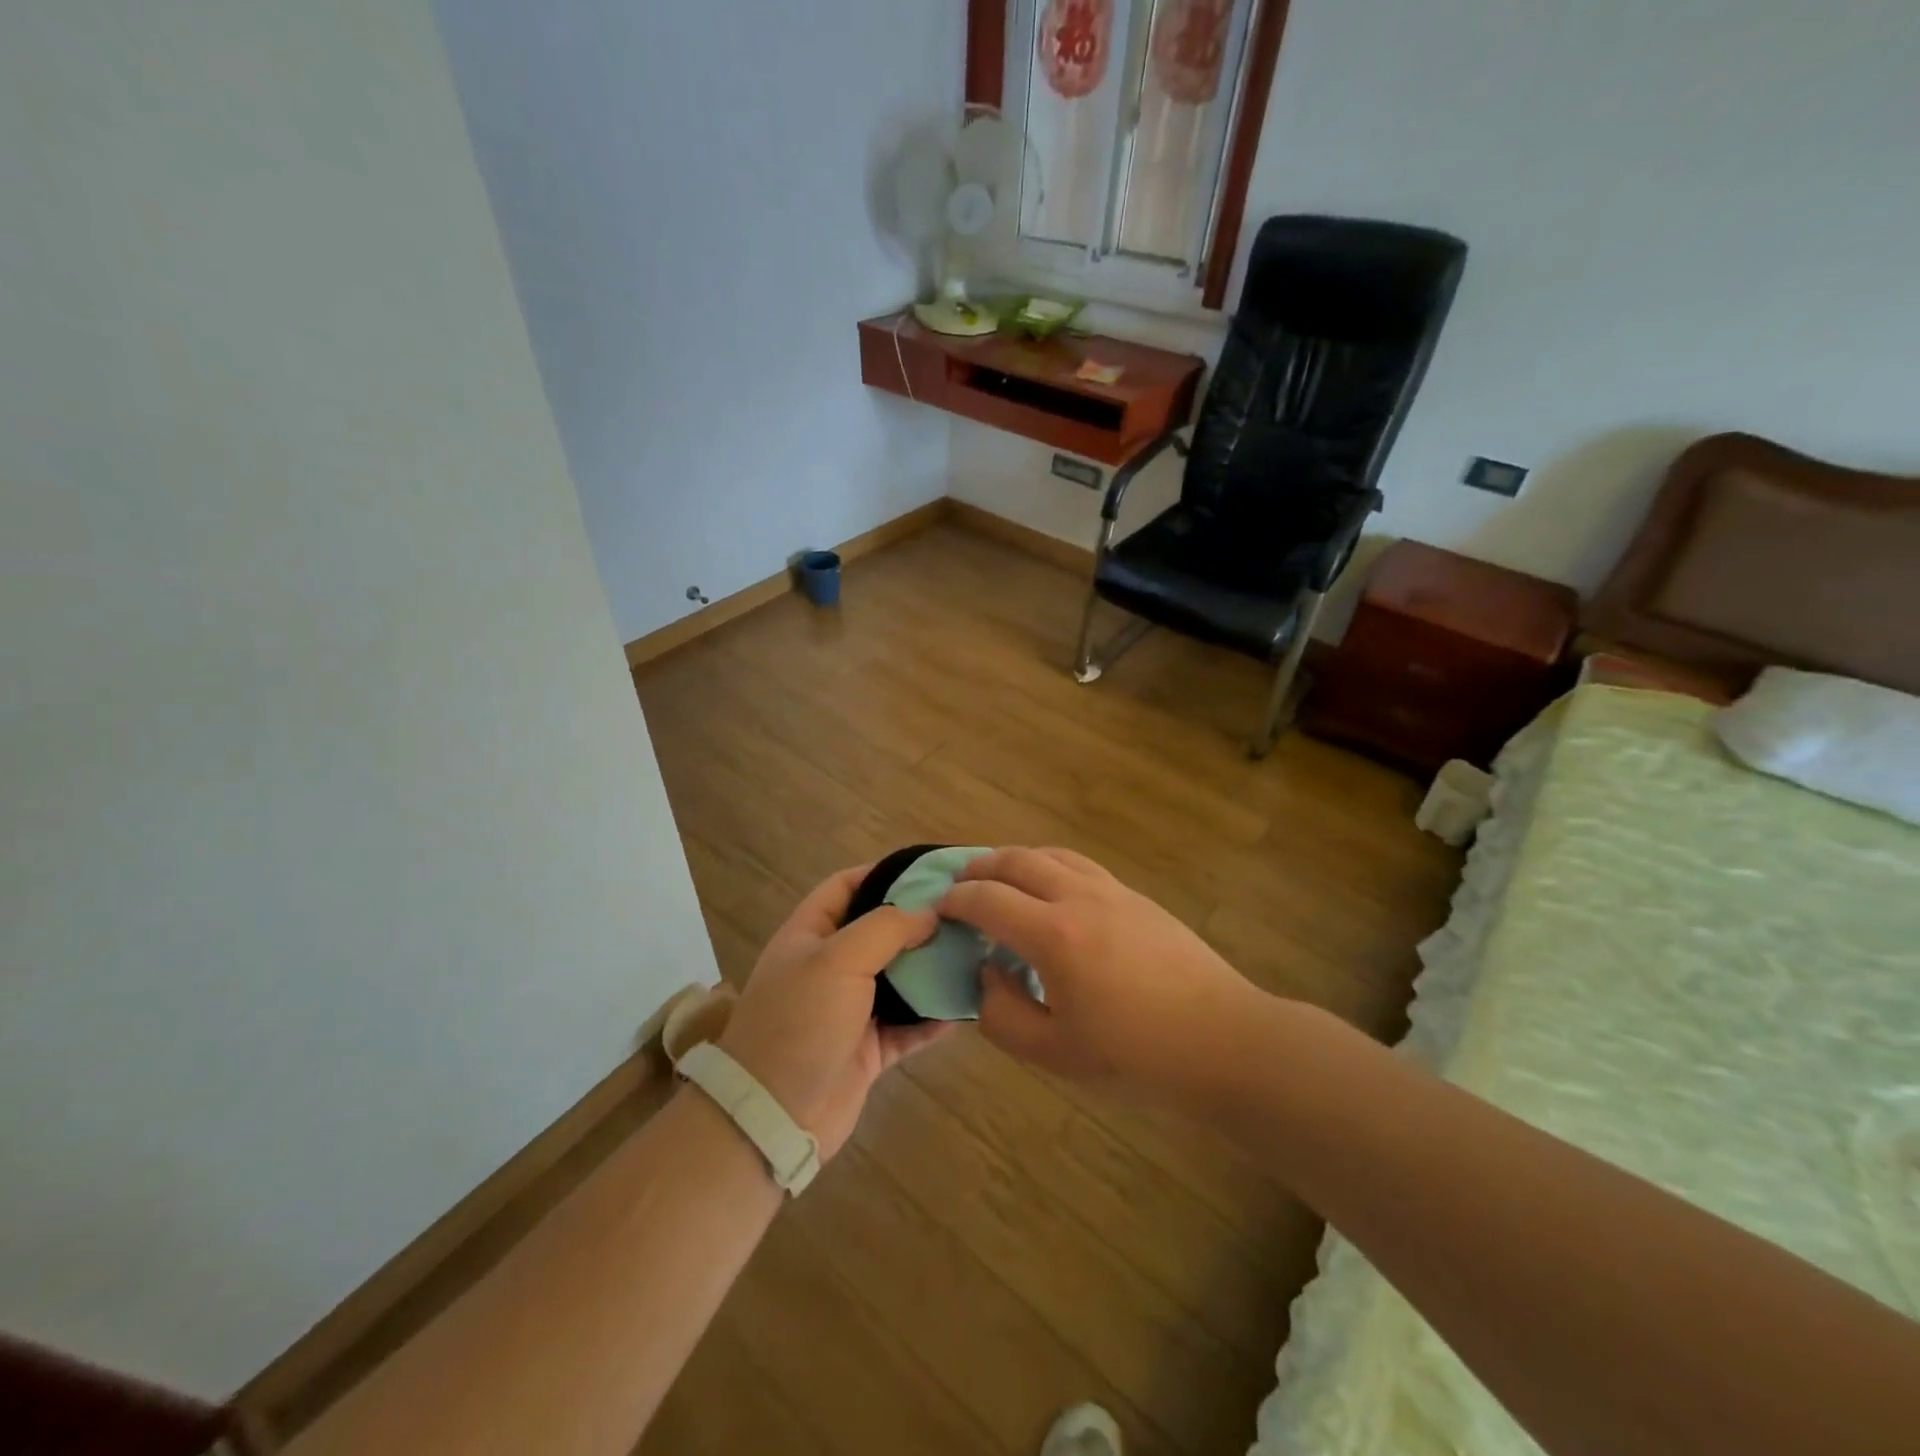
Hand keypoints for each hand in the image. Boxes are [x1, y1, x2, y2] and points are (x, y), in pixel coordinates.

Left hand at [718, 865, 950, 1158]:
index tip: (929, 870)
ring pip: (899, 979)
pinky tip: (966, 1005)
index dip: (883, 872)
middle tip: (966, 912)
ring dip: (931, 969)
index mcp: (810, 935)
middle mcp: (829, 967)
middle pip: (879, 932)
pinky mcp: (869, 1049)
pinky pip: (909, 1026)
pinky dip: (934, 1017)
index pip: (846, 886)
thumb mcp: (839, 959)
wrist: (774, 1116)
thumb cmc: (801, 1022)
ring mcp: (849, 1010)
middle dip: (918, 922)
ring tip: (975, 951)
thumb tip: (929, 913)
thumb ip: (887, 927)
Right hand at [939, 847, 1261, 1101]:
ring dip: (1016, 859)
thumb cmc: (1135, 1056)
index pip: (988, 900)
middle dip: (980, 867)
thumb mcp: (1054, 1054)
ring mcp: (1112, 891)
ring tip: (1000, 877)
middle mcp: (1078, 897)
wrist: (1222, 1040)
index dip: (956, 901)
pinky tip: (1052, 890)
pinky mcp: (1137, 897)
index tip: (939, 908)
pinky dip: (1050, 866)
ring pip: (1051, 854)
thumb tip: (987, 975)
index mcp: (1053, 935)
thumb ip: (1003, 1014)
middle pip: (1017, 861)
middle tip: (960, 883)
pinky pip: (1080, 865)